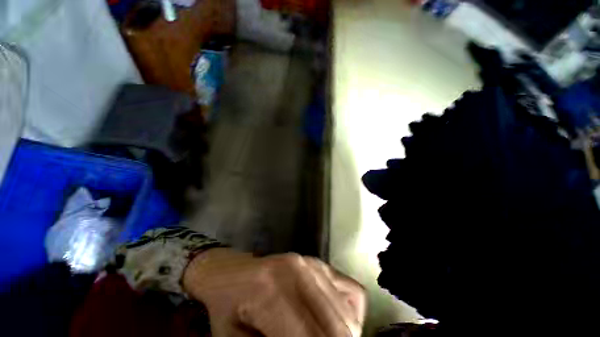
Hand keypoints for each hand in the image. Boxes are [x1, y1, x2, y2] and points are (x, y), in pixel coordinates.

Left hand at [183, 248, 365, 336]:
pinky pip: (353, 292)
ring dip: (344, 334)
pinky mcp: (320, 263)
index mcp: (272, 291)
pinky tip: (334, 322)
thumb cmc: (228, 307)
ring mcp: (312, 263)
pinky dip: (351, 315)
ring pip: (347, 312)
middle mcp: (298, 270)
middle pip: (336, 326)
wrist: (231, 271)